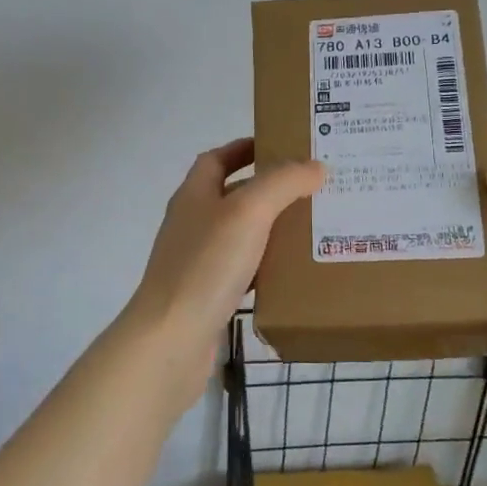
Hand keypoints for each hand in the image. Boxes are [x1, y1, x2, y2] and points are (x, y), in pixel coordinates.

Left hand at [125, 138, 323, 400]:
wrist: (171, 339)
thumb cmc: (206, 266)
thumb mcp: (248, 212)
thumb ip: (282, 183)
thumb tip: (315, 166)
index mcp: (194, 196)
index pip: (216, 159)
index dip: (244, 148)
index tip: (281, 146)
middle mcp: (193, 224)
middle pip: (231, 196)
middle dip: (268, 189)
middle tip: (311, 189)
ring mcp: (197, 262)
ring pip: (240, 235)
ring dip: (270, 229)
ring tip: (311, 228)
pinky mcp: (207, 296)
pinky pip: (242, 271)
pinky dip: (266, 267)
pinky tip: (292, 274)